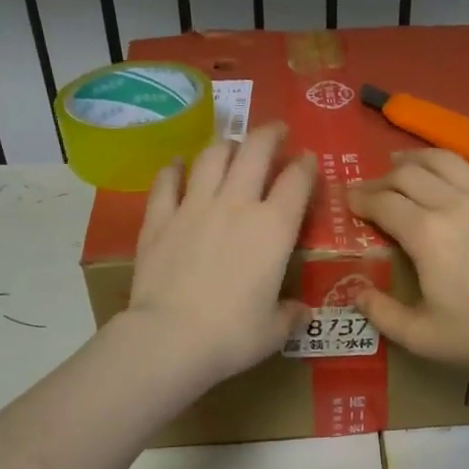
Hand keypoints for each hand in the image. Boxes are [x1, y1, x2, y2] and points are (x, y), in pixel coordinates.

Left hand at [120, 122, 316, 385]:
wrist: (170, 338)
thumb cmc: (232, 335)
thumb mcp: (274, 330)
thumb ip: (290, 315)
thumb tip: (300, 312)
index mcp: (274, 228)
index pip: (297, 181)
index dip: (306, 165)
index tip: (308, 159)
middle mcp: (237, 205)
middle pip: (255, 152)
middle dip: (269, 134)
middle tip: (275, 131)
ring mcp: (194, 207)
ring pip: (212, 158)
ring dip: (226, 145)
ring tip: (231, 145)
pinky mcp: (159, 219)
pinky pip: (167, 182)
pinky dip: (174, 169)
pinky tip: (177, 165)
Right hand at [347, 121, 468, 374]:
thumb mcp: (419, 335)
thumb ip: (381, 313)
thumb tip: (355, 293)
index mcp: (425, 234)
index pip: (383, 204)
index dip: (362, 199)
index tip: (350, 200)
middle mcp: (453, 204)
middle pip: (409, 176)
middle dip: (384, 178)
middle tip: (374, 187)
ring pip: (448, 161)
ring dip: (421, 156)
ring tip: (406, 158)